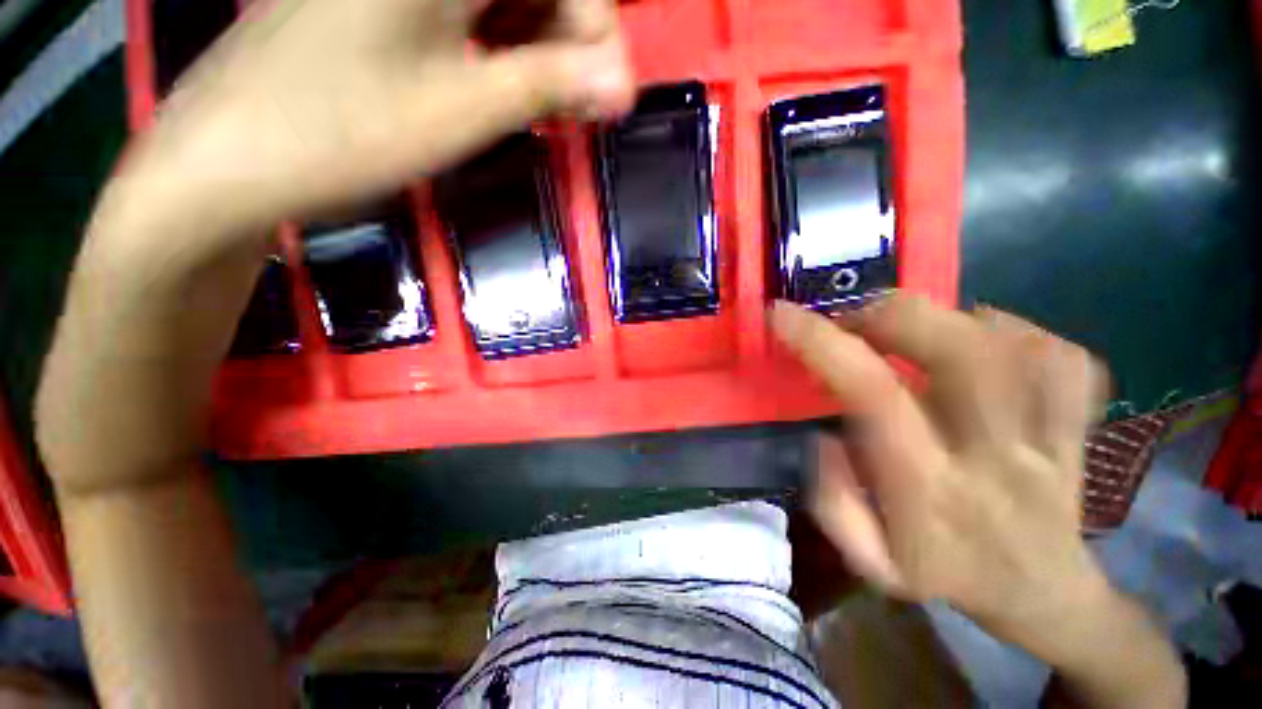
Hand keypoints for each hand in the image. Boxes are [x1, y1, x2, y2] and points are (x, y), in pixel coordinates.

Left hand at [42, 0, 635, 493]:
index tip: (615, 95)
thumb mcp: (462, 111)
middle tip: (585, 110)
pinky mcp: (383, 10)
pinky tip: (507, 95)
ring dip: (540, 56)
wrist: (227, 159)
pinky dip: (502, 56)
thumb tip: (622, 84)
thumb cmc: (342, 133)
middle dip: (571, 44)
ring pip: (503, 4)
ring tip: (553, 113)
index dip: (598, 28)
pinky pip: (468, 19)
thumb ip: (547, 84)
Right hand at [771, 295, 1110, 652]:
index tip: (783, 316)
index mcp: (930, 491)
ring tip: (906, 331)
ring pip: (1015, 345)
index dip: (823, 343)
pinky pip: (1063, 359)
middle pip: (961, 351)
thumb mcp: (868, 561)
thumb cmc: (942, 575)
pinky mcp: (1079, 427)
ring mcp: (1051, 438)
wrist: (1041, 596)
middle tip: (853, 321)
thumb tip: (824, 435)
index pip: (874, 394)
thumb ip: (833, 500)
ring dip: (945, 318)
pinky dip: (1019, 332)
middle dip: (889, 315)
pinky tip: (983, 343)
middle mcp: (995, 456)